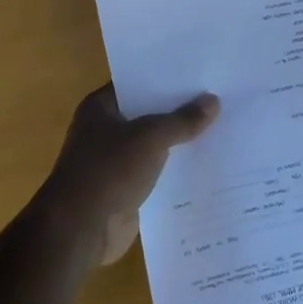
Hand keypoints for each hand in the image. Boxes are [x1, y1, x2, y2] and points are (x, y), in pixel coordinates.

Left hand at [36, 84, 219, 264]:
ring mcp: (115, 161)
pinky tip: (208, 163)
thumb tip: (213, 101)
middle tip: (219, 98)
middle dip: (179, 110)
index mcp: (101, 108)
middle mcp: (105, 130)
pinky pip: (157, 172)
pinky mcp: (126, 188)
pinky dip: (177, 170)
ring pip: (155, 145)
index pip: (138, 83)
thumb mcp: (151, 137)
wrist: (80, 230)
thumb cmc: (109, 171)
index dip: (167, 78)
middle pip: (149, 114)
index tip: (201, 73)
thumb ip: (182, 120)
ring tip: (221, 128)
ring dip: (180, 141)